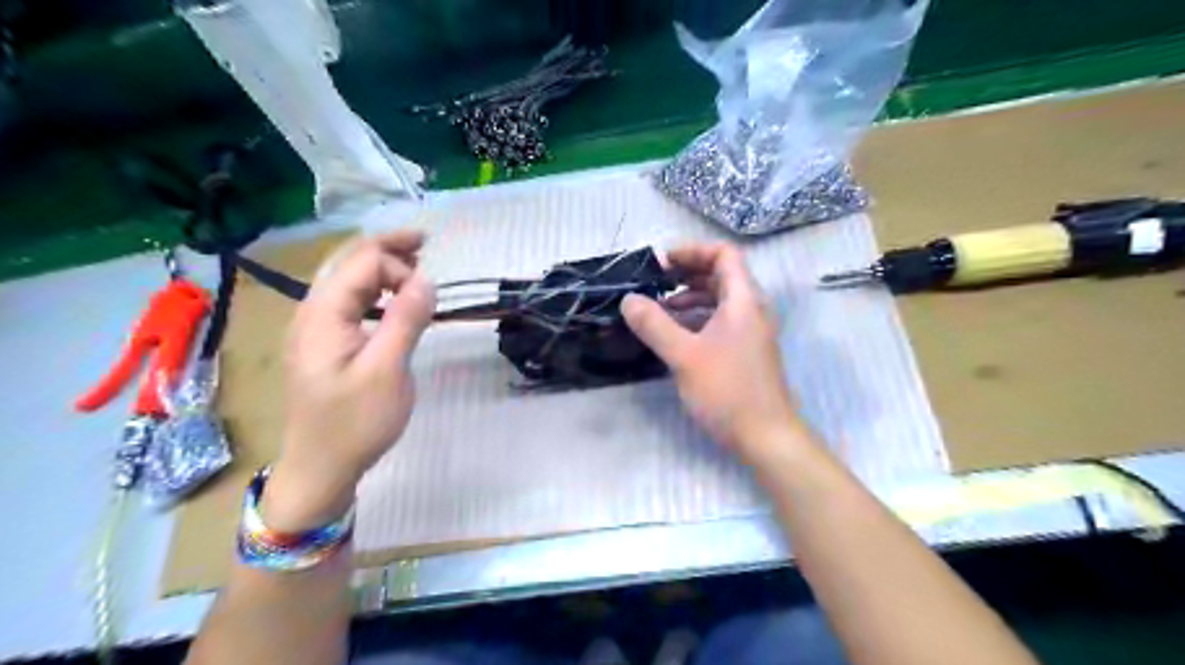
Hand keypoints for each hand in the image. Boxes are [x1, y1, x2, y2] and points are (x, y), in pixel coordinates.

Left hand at [264, 228, 436, 529]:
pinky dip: (375, 290)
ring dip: (381, 266)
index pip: (362, 264)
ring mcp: (315, 329)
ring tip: (415, 263)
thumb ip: (406, 320)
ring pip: (348, 281)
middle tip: (425, 242)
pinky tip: (394, 300)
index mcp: (323, 314)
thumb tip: (425, 279)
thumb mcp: (387, 371)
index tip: (429, 291)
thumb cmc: (354, 423)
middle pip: (348, 263)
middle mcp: (313, 313)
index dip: (399, 265)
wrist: (320, 468)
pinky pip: (350, 302)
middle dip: (387, 247)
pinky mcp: (326, 344)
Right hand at [621, 242, 806, 460]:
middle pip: (721, 275)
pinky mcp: (745, 351)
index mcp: (743, 300)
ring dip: (689, 298)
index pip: (724, 255)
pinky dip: (697, 319)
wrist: (766, 436)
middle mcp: (751, 309)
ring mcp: (750, 331)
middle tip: (655, 282)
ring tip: (658, 308)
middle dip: (687, 273)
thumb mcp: (684, 355)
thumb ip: (654, 324)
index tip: (662, 262)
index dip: (692, 251)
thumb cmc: (728, 390)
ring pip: (719, 300)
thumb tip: (628, 300)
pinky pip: (720, 321)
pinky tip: (674, 334)